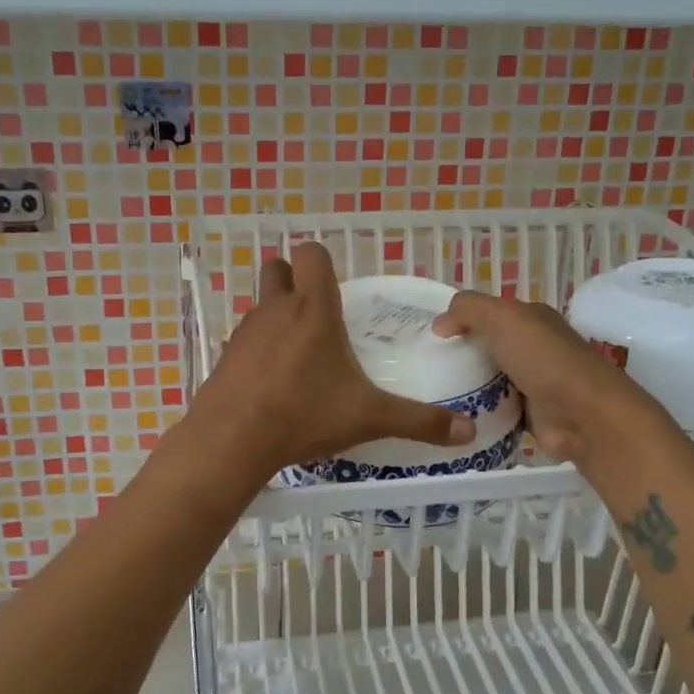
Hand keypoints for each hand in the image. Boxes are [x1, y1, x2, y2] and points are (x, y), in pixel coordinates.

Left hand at [188, 243, 475, 477]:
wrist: (232, 440)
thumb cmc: (304, 415)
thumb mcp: (369, 418)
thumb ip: (419, 421)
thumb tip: (468, 432)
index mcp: (313, 309)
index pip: (311, 253)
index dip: (322, 262)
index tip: (338, 290)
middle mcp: (275, 309)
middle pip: (277, 268)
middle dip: (295, 280)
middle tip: (318, 315)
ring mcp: (245, 331)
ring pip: (260, 304)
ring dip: (278, 316)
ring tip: (300, 354)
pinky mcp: (225, 355)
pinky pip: (245, 339)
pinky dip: (259, 349)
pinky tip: (273, 382)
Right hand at [433, 290, 660, 463]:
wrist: (583, 416)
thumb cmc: (543, 360)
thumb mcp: (503, 318)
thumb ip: (468, 309)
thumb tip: (439, 324)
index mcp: (531, 319)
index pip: (487, 313)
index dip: (458, 320)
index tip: (427, 337)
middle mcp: (533, 347)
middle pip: (485, 347)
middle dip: (457, 355)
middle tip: (421, 368)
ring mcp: (532, 382)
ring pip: (487, 380)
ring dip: (464, 387)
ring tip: (428, 394)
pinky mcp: (529, 415)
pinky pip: (493, 410)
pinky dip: (476, 413)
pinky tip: (450, 417)